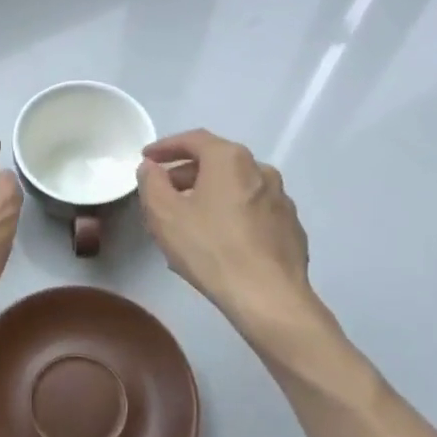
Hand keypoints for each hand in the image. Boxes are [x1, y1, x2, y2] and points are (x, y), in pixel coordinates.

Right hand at [137, 130, 327, 338]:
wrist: (269, 297)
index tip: (146, 159)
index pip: (193, 139)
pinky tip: (220, 239)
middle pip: (217, 162)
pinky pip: (253, 211)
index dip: (165, 147)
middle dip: (186, 173)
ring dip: (210, 195)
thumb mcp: (163, 214)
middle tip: (164, 191)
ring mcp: (281, 199)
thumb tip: (151, 168)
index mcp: (230, 159)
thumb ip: (151, 183)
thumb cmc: (210, 249)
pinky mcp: (290, 227)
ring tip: (189, 218)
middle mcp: (261, 169)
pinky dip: (233, 214)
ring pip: (236, 187)